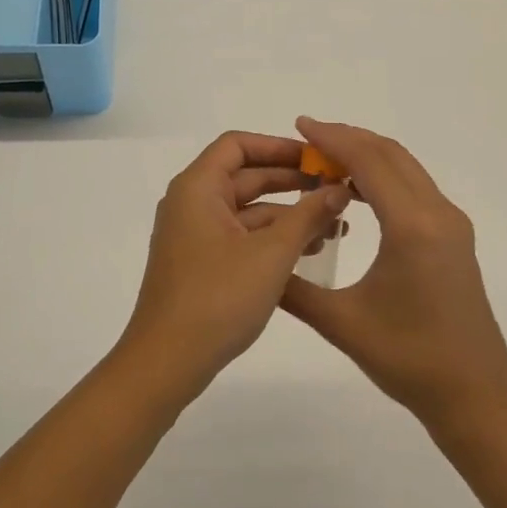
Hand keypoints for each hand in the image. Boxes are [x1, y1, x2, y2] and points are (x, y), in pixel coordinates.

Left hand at [118, 131, 351, 401]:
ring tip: (335, 227)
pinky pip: (242, 237)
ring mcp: (195, 236)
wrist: (167, 361)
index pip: (238, 146)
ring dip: (289, 215)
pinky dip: (273, 239)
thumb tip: (339, 189)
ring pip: (248, 211)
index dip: (279, 146)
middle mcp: (192, 204)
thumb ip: (308, 215)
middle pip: (246, 177)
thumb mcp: (272, 254)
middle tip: (337, 190)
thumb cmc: (218, 298)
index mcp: (198, 188)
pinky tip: (309, 251)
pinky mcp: (201, 264)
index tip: (317, 159)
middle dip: (293, 182)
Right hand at [281, 118, 506, 429]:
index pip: (369, 162)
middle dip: (348, 139)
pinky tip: (357, 193)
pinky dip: (384, 176)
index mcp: (413, 227)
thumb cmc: (408, 359)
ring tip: (326, 161)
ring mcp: (452, 224)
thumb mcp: (341, 324)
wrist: (473, 393)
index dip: (333, 138)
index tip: (300, 125)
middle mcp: (438, 214)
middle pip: (391, 155)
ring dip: (368, 156)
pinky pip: (416, 188)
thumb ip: (294, 289)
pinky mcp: (455, 237)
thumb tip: (257, 263)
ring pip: (407, 168)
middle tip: (308, 139)